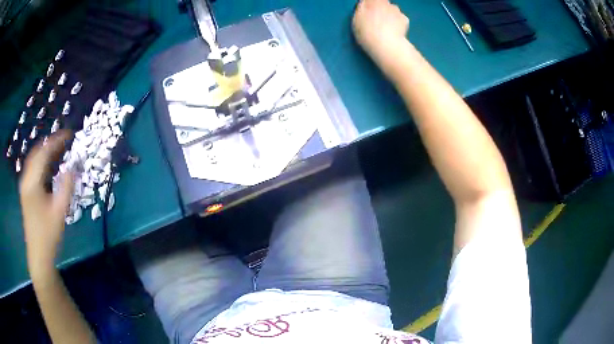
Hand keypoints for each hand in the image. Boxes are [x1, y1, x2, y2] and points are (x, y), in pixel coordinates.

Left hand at [19, 131, 73, 271]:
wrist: (38, 255)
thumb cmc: (48, 235)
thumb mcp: (60, 212)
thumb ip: (67, 186)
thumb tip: (74, 165)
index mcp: (32, 182)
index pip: (44, 152)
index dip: (57, 140)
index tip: (70, 134)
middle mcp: (26, 179)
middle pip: (37, 152)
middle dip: (51, 143)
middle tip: (65, 141)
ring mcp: (24, 185)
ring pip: (34, 159)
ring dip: (46, 151)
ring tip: (59, 149)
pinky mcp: (25, 191)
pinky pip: (33, 168)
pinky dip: (41, 161)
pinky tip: (49, 165)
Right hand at [352, 0, 409, 71]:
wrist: (386, 45)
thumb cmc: (367, 32)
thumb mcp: (356, 19)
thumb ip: (361, 9)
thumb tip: (364, 5)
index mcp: (372, 1)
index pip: (370, 0)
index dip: (369, 5)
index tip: (367, 12)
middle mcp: (386, 3)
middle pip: (382, 3)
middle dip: (380, 9)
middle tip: (376, 21)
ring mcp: (397, 11)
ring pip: (392, 10)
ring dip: (390, 16)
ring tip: (385, 28)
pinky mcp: (405, 19)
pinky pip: (400, 19)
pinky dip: (398, 23)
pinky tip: (394, 31)